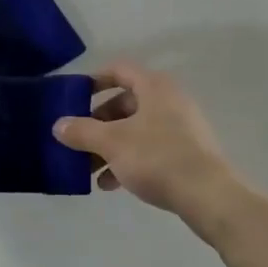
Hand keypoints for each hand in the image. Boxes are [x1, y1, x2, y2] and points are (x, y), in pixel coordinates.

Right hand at [52, 61, 243, 234]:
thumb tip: (58, 125)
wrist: (209, 196)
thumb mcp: (112, 143)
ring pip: (136, 129)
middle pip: (125, 103)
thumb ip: (82, 132)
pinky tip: (111, 184)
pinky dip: (128, 160)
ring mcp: (181, 127)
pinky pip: (149, 149)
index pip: (119, 70)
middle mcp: (169, 100)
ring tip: (89, 170)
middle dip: (98, 123)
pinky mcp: (187, 153)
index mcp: (154, 87)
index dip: (94, 80)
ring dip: (110, 147)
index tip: (74, 97)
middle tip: (78, 140)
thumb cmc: (157, 157)